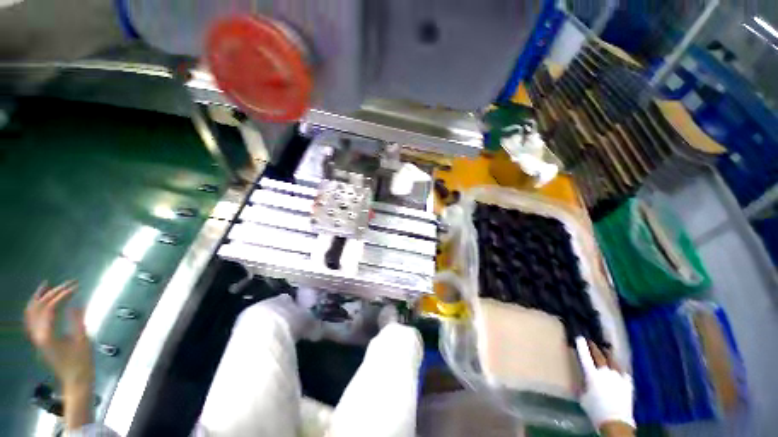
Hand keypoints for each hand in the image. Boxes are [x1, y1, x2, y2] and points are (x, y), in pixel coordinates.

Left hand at [24, 280, 93, 393]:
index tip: (76, 288)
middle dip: (51, 293)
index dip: (62, 296)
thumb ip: (77, 321)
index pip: (50, 308)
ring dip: (38, 298)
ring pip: (30, 313)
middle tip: (67, 285)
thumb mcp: (82, 341)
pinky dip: (35, 308)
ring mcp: (37, 338)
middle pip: (38, 308)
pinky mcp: (40, 340)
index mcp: (47, 335)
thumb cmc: (81, 362)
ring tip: (46, 285)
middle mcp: (37, 335)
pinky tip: (42, 303)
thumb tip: (76, 304)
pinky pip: (31, 320)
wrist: (75, 381)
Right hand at [575, 337, 634, 435]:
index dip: (582, 346)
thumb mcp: (584, 397)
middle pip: (600, 355)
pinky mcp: (628, 383)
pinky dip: (619, 367)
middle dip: (594, 347)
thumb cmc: (595, 410)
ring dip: (608, 354)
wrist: (616, 422)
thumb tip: (584, 381)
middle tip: (591, 342)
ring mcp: (618, 376)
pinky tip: (618, 367)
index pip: (585, 357)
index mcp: (592, 375)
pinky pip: (623, 371)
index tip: (580, 337)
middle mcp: (605, 372)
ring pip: (613, 360)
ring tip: (606, 350)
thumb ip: (584, 386)